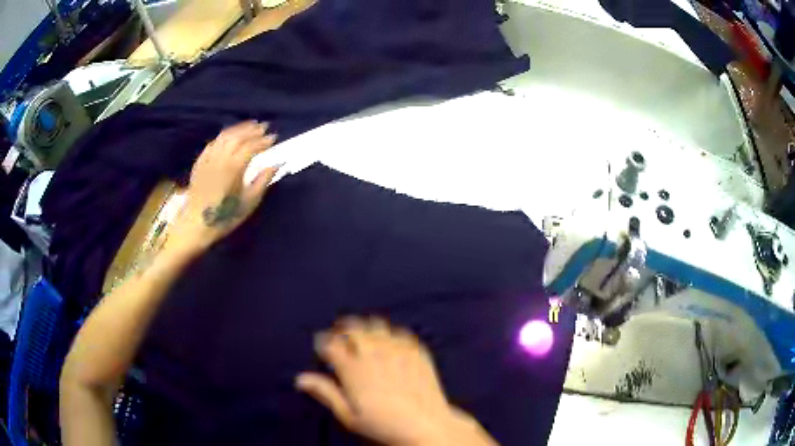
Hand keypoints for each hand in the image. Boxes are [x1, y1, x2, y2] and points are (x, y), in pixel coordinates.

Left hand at [168, 121, 278, 255]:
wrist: (196, 225)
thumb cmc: (224, 217)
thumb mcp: (249, 202)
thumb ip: (263, 180)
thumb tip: (276, 164)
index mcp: (234, 167)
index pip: (252, 146)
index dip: (264, 141)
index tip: (274, 138)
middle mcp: (220, 157)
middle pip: (238, 136)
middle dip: (253, 130)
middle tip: (265, 127)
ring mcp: (208, 158)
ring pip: (225, 136)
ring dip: (239, 129)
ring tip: (249, 126)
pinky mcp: (200, 162)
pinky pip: (213, 143)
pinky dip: (224, 137)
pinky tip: (229, 137)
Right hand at [296, 317, 497, 445]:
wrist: (425, 425)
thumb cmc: (384, 425)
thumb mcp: (348, 415)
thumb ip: (325, 393)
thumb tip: (301, 379)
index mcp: (354, 370)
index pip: (331, 344)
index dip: (323, 342)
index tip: (322, 346)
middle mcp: (374, 355)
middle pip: (353, 328)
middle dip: (342, 328)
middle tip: (340, 336)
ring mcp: (398, 351)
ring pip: (377, 325)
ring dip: (366, 327)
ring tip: (363, 337)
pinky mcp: (417, 352)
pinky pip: (401, 332)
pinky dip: (391, 334)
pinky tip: (390, 343)